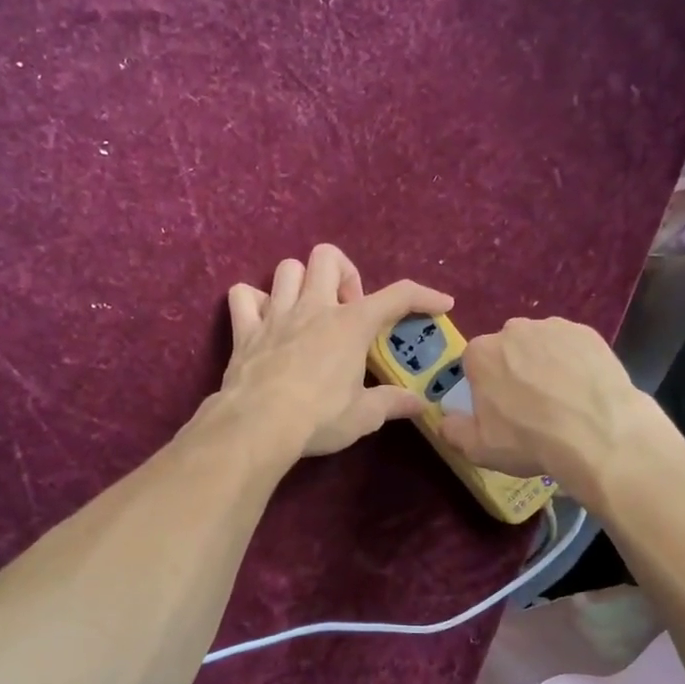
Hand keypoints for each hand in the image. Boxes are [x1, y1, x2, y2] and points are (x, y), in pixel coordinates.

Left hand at [214, 244, 453, 458]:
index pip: (397, 296)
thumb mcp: (363, 416)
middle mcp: (314, 308)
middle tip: (348, 310)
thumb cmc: (318, 418)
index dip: (424, 295)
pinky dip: (254, 301)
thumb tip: (420, 403)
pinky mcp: (245, 330)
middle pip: (328, 257)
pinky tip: (264, 320)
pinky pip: (243, 295)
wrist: (258, 426)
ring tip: (308, 311)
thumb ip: (392, 403)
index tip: (441, 304)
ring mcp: (276, 315)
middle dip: (344, 274)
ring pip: (286, 268)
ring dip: (301, 283)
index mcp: (350, 325)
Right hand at [436, 317, 657, 500]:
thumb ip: (454, 431)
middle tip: (531, 405)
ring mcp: (553, 328)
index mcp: (481, 353)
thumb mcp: (480, 448)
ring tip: (562, 398)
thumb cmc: (530, 440)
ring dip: (545, 364)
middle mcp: (514, 330)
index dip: (485, 385)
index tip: (499, 408)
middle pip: (508, 349)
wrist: (598, 434)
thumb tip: (445, 420)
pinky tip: (584, 389)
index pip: (475, 363)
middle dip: (514, 370)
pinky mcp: (588, 333)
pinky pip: (572, 346)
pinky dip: (574, 362)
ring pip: (541, 345)